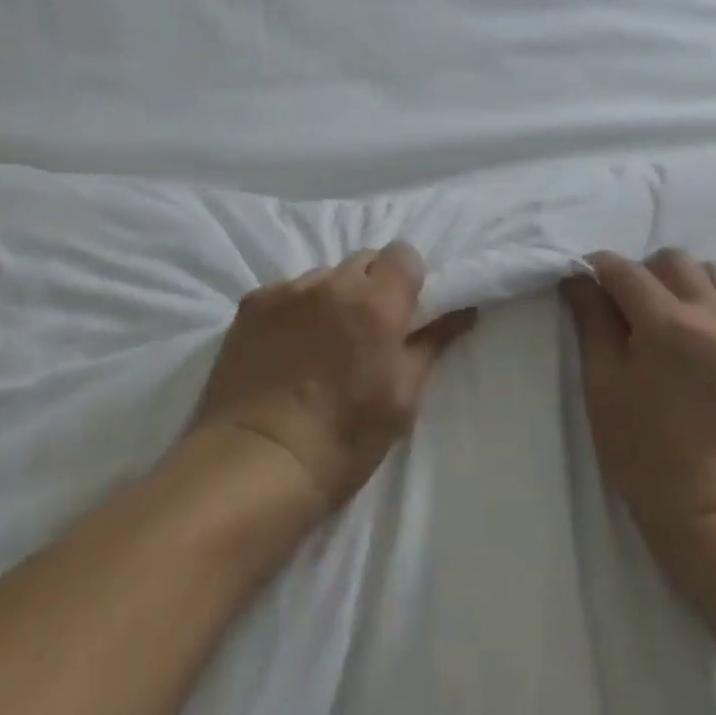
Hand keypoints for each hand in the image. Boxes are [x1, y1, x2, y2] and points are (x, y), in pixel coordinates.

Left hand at [191, 244, 477, 511]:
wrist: (256, 461)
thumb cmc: (342, 441)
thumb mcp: (401, 400)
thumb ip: (430, 344)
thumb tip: (462, 311)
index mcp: (375, 303)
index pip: (403, 253)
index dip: (407, 278)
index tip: (404, 309)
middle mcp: (332, 283)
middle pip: (363, 260)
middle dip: (371, 286)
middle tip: (365, 330)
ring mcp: (288, 289)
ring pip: (324, 276)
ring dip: (331, 297)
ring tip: (321, 342)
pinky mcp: (253, 301)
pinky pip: (287, 291)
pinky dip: (295, 310)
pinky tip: (286, 347)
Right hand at [562, 249, 715, 567]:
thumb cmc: (644, 453)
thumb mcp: (602, 385)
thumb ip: (591, 321)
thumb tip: (579, 279)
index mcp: (666, 324)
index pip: (623, 269)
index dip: (598, 269)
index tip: (588, 282)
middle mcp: (715, 319)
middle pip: (674, 261)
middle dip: (646, 273)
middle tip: (634, 306)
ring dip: (693, 287)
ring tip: (681, 319)